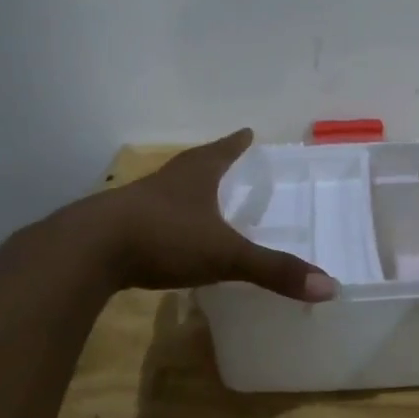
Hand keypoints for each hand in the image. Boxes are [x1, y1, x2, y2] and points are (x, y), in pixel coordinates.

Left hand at [97, 130, 336, 301]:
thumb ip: (273, 270)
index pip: (222, 150)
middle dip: (212, 162)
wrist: (88, 251)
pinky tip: (168, 238)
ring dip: (186, 190)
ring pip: (169, 189)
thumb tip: (330, 286)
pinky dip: (165, 221)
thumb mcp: (225, 255)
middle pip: (194, 164)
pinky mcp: (117, 227)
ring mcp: (138, 202)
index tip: (248, 132)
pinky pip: (149, 217)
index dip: (237, 143)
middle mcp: (167, 181)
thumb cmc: (164, 238)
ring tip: (200, 198)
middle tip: (227, 160)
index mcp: (195, 176)